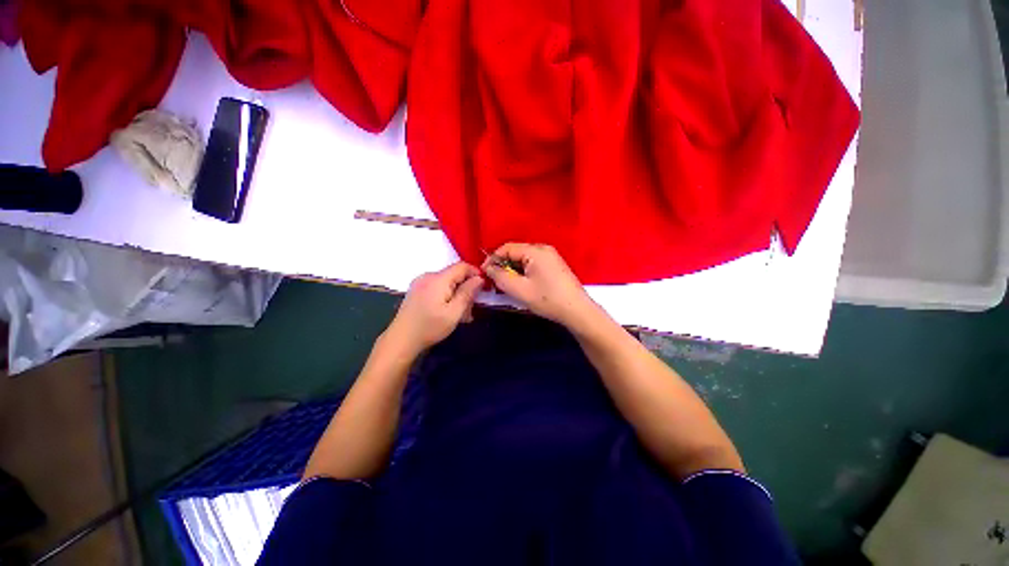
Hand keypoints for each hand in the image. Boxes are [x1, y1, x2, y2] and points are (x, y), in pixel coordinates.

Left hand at [384, 262, 483, 355]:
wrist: (401, 340)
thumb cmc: (430, 327)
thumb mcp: (454, 313)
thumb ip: (467, 293)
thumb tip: (480, 278)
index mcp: (438, 279)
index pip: (462, 266)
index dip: (475, 273)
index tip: (484, 286)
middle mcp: (428, 276)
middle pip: (454, 274)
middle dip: (466, 286)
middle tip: (472, 306)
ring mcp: (420, 282)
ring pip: (447, 281)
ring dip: (457, 293)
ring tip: (461, 313)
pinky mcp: (417, 289)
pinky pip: (437, 286)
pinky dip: (447, 295)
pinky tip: (448, 310)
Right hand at [482, 243, 598, 328]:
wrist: (577, 311)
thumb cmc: (547, 299)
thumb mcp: (519, 289)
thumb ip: (500, 276)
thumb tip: (489, 268)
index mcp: (535, 251)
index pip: (507, 248)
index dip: (493, 259)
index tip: (484, 273)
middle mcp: (544, 249)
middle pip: (516, 252)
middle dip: (503, 265)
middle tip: (495, 282)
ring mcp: (551, 257)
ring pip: (524, 259)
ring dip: (513, 270)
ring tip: (507, 285)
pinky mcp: (555, 265)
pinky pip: (533, 264)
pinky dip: (524, 272)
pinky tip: (522, 285)